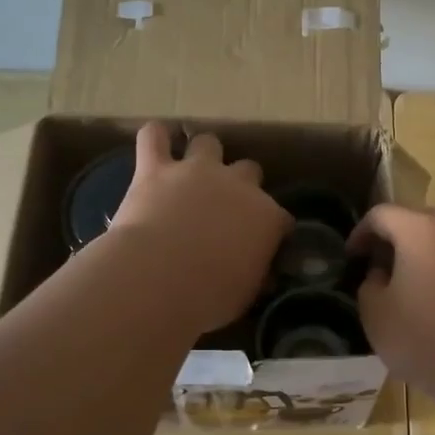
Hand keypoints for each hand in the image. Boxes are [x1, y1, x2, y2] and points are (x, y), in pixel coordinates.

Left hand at [109, 123, 292, 333]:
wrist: (159, 278)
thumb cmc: (209, 297)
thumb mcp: (245, 294)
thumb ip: (254, 274)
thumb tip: (260, 274)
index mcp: (266, 218)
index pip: (280, 217)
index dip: (271, 228)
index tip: (262, 243)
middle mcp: (238, 185)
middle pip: (250, 170)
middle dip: (241, 184)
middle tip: (225, 206)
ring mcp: (196, 171)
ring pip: (208, 143)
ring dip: (203, 155)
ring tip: (192, 170)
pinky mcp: (155, 168)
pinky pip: (154, 137)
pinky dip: (155, 138)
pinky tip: (156, 143)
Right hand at [348, 203, 434, 409]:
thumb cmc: (432, 343)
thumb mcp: (378, 319)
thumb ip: (370, 286)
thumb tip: (383, 274)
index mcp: (422, 230)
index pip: (382, 214)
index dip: (362, 233)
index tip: (354, 257)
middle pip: (425, 220)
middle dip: (403, 239)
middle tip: (392, 271)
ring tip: (431, 292)